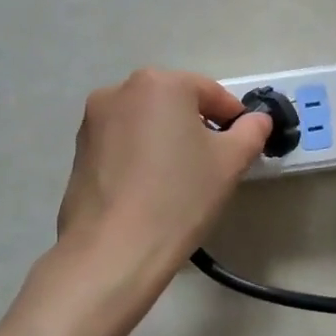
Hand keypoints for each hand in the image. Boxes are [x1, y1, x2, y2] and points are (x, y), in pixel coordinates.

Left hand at [56, 69, 271, 280]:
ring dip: (167, 140)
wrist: (113, 251)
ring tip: (180, 180)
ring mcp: (92, 121)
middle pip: (175, 103)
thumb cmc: (179, 196)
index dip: (234, 119)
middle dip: (198, 127)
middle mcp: (120, 91)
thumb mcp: (231, 161)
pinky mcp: (78, 152)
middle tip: (214, 164)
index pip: (211, 93)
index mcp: (159, 83)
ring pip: (147, 122)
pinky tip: (150, 190)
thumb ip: (252, 131)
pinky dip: (141, 156)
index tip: (243, 146)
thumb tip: (256, 120)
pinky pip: (123, 143)